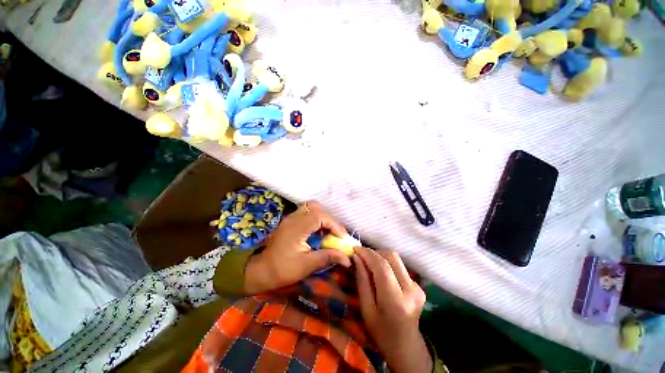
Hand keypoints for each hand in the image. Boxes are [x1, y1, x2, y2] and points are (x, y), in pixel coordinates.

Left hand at [244, 201, 351, 293]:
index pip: (320, 216)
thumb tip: (348, 258)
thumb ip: (327, 257)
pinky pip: (306, 212)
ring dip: (323, 216)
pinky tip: (319, 230)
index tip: (342, 237)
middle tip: (336, 233)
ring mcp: (290, 218)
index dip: (334, 224)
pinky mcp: (290, 221)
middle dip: (329, 219)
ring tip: (329, 231)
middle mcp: (293, 218)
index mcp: (296, 228)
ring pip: (310, 207)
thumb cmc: (282, 270)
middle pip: (315, 207)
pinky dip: (316, 218)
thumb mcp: (306, 266)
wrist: (261, 271)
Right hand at [353, 247, 431, 372]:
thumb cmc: (381, 332)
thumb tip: (356, 257)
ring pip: (396, 259)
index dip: (367, 254)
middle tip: (361, 256)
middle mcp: (411, 290)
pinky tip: (379, 271)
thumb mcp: (366, 309)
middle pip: (391, 257)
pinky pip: (399, 265)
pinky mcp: (418, 285)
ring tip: (369, 263)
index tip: (355, 249)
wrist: (406, 347)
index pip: (382, 266)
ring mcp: (417, 287)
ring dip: (380, 257)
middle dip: (374, 253)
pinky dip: (386, 263)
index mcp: (396, 300)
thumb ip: (362, 281)